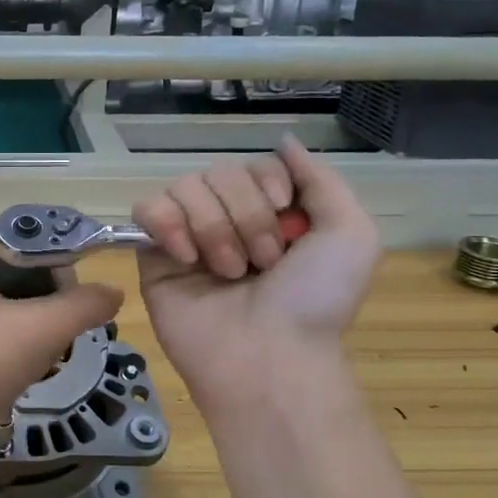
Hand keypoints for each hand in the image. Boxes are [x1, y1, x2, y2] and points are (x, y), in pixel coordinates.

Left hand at [0, 236, 123, 468]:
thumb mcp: (42, 328)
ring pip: (24, 305)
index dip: (61, 270)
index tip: (73, 304)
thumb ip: (86, 303)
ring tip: (45, 356)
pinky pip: (9, 331)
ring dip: (44, 331)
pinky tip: (30, 369)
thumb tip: (115, 292)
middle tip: (56, 336)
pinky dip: (27, 348)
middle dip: (53, 306)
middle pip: (32, 274)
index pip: (35, 242)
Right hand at [133, 137, 379, 400]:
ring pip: (186, 186)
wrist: (269, 357)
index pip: (255, 165)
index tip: (285, 217)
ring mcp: (188, 237)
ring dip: (214, 227)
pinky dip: (167, 223)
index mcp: (271, 215)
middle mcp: (228, 221)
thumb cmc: (315, 301)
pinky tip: (186, 257)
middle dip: (247, 215)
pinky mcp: (153, 255)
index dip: (268, 183)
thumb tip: (284, 141)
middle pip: (220, 172)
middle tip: (262, 263)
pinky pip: (147, 208)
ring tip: (229, 273)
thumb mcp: (351, 235)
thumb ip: (321, 179)